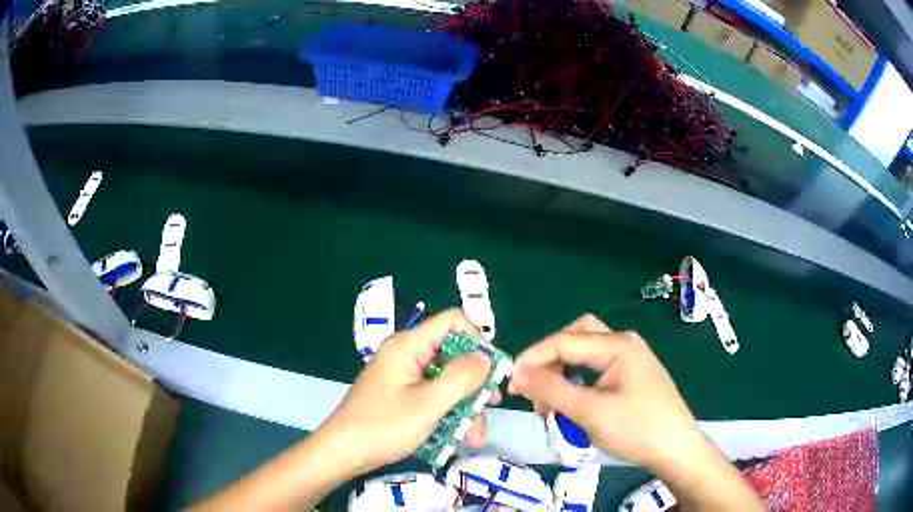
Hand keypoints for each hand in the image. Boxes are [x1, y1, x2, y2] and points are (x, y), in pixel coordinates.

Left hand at [320, 309, 496, 474]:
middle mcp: (407, 356)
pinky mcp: (403, 397)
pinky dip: (449, 414)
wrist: (342, 453)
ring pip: (447, 381)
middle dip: (474, 384)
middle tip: (491, 407)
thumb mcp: (428, 404)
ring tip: (475, 437)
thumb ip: (461, 378)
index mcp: (408, 346)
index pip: (452, 322)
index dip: (476, 341)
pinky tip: (459, 438)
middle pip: (453, 356)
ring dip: (465, 406)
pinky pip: (434, 397)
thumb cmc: (383, 426)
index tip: (489, 371)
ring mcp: (404, 378)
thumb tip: (486, 358)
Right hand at [508, 314, 704, 470]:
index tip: (510, 384)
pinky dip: (578, 381)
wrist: (676, 449)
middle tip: (534, 387)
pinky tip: (573, 401)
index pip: (563, 341)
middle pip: (575, 337)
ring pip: (585, 353)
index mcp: (616, 344)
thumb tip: (518, 374)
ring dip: (563, 372)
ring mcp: (630, 359)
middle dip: (550, 360)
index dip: (532, 360)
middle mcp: (624, 343)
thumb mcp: (589, 412)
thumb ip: (552, 389)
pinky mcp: (632, 375)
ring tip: (552, 402)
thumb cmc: (636, 428)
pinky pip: (597, 369)